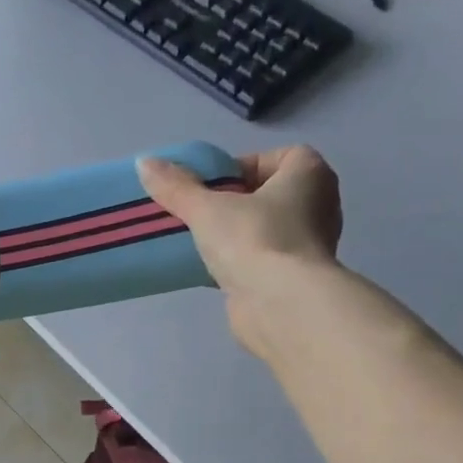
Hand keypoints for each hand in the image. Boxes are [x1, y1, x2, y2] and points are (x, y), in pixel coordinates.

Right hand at [138, 147, 342, 358]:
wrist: (280, 304)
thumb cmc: (254, 239)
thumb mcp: (206, 208)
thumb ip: (176, 186)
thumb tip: (144, 162)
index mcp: (310, 174)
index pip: (274, 158)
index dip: (240, 168)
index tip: (209, 187)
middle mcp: (318, 205)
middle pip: (267, 194)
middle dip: (233, 203)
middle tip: (199, 214)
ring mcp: (309, 244)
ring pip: (264, 230)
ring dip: (236, 235)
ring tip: (200, 244)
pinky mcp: (294, 278)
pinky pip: (262, 260)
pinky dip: (240, 263)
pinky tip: (211, 271)